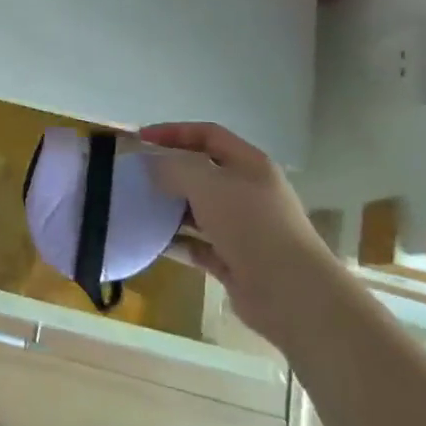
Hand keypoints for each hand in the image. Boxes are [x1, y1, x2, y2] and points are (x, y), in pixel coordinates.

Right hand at [138, 122, 333, 346]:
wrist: (291, 293)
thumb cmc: (250, 225)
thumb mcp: (206, 183)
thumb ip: (174, 167)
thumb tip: (154, 166)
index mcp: (249, 165)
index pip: (207, 135)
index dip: (173, 132)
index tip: (140, 139)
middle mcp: (248, 192)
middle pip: (202, 172)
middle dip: (169, 171)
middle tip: (135, 175)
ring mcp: (243, 228)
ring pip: (199, 210)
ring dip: (170, 208)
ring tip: (137, 207)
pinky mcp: (235, 261)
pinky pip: (198, 245)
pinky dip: (177, 242)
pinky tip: (153, 241)